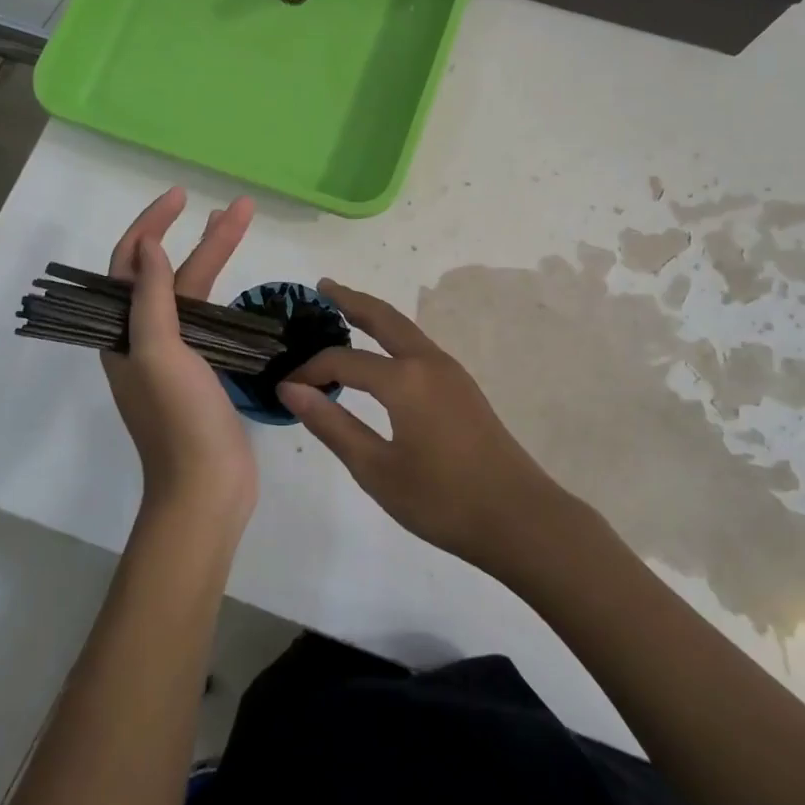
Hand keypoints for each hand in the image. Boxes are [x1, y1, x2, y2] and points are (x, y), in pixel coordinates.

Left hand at [100, 188, 257, 522]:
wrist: (206, 488)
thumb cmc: (179, 419)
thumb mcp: (158, 352)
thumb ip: (150, 297)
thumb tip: (146, 243)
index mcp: (122, 333)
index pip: (129, 263)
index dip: (151, 225)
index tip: (181, 197)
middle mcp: (143, 339)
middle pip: (169, 274)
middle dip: (200, 236)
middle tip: (237, 207)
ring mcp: (175, 356)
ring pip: (194, 295)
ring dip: (216, 260)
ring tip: (242, 226)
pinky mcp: (203, 372)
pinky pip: (210, 322)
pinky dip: (224, 296)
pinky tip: (242, 286)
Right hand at [278, 281, 568, 575]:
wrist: (519, 518)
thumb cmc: (442, 499)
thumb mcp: (376, 469)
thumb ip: (332, 424)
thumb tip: (291, 389)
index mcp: (405, 380)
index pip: (344, 361)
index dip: (311, 370)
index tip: (285, 386)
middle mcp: (429, 362)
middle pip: (385, 318)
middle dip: (352, 300)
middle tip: (323, 286)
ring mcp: (452, 372)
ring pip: (406, 331)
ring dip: (376, 317)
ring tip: (346, 312)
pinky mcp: (463, 388)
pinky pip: (419, 349)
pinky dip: (393, 339)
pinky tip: (383, 356)